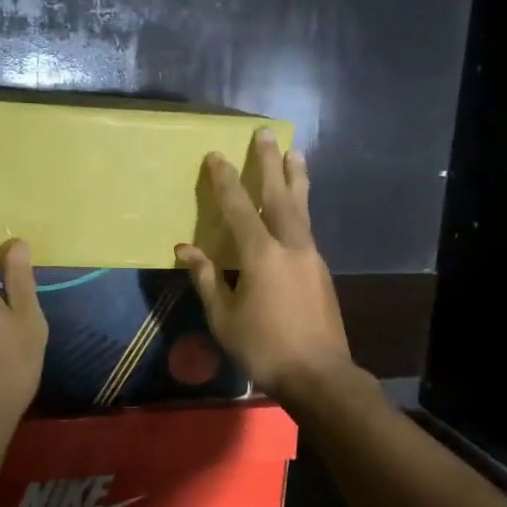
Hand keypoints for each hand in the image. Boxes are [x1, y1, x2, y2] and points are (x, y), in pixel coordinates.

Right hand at [175, 129, 355, 401]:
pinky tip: (296, 207)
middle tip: (267, 132)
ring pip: (302, 208)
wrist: (318, 374)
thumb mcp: (224, 317)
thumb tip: (185, 249)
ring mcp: (311, 257)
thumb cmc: (264, 347)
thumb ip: (206, 278)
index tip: (216, 155)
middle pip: (279, 195)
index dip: (225, 181)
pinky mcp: (321, 271)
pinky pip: (307, 227)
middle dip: (270, 163)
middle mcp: (290, 246)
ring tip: (296, 152)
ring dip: (295, 178)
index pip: (240, 208)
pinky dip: (300, 208)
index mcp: (261, 255)